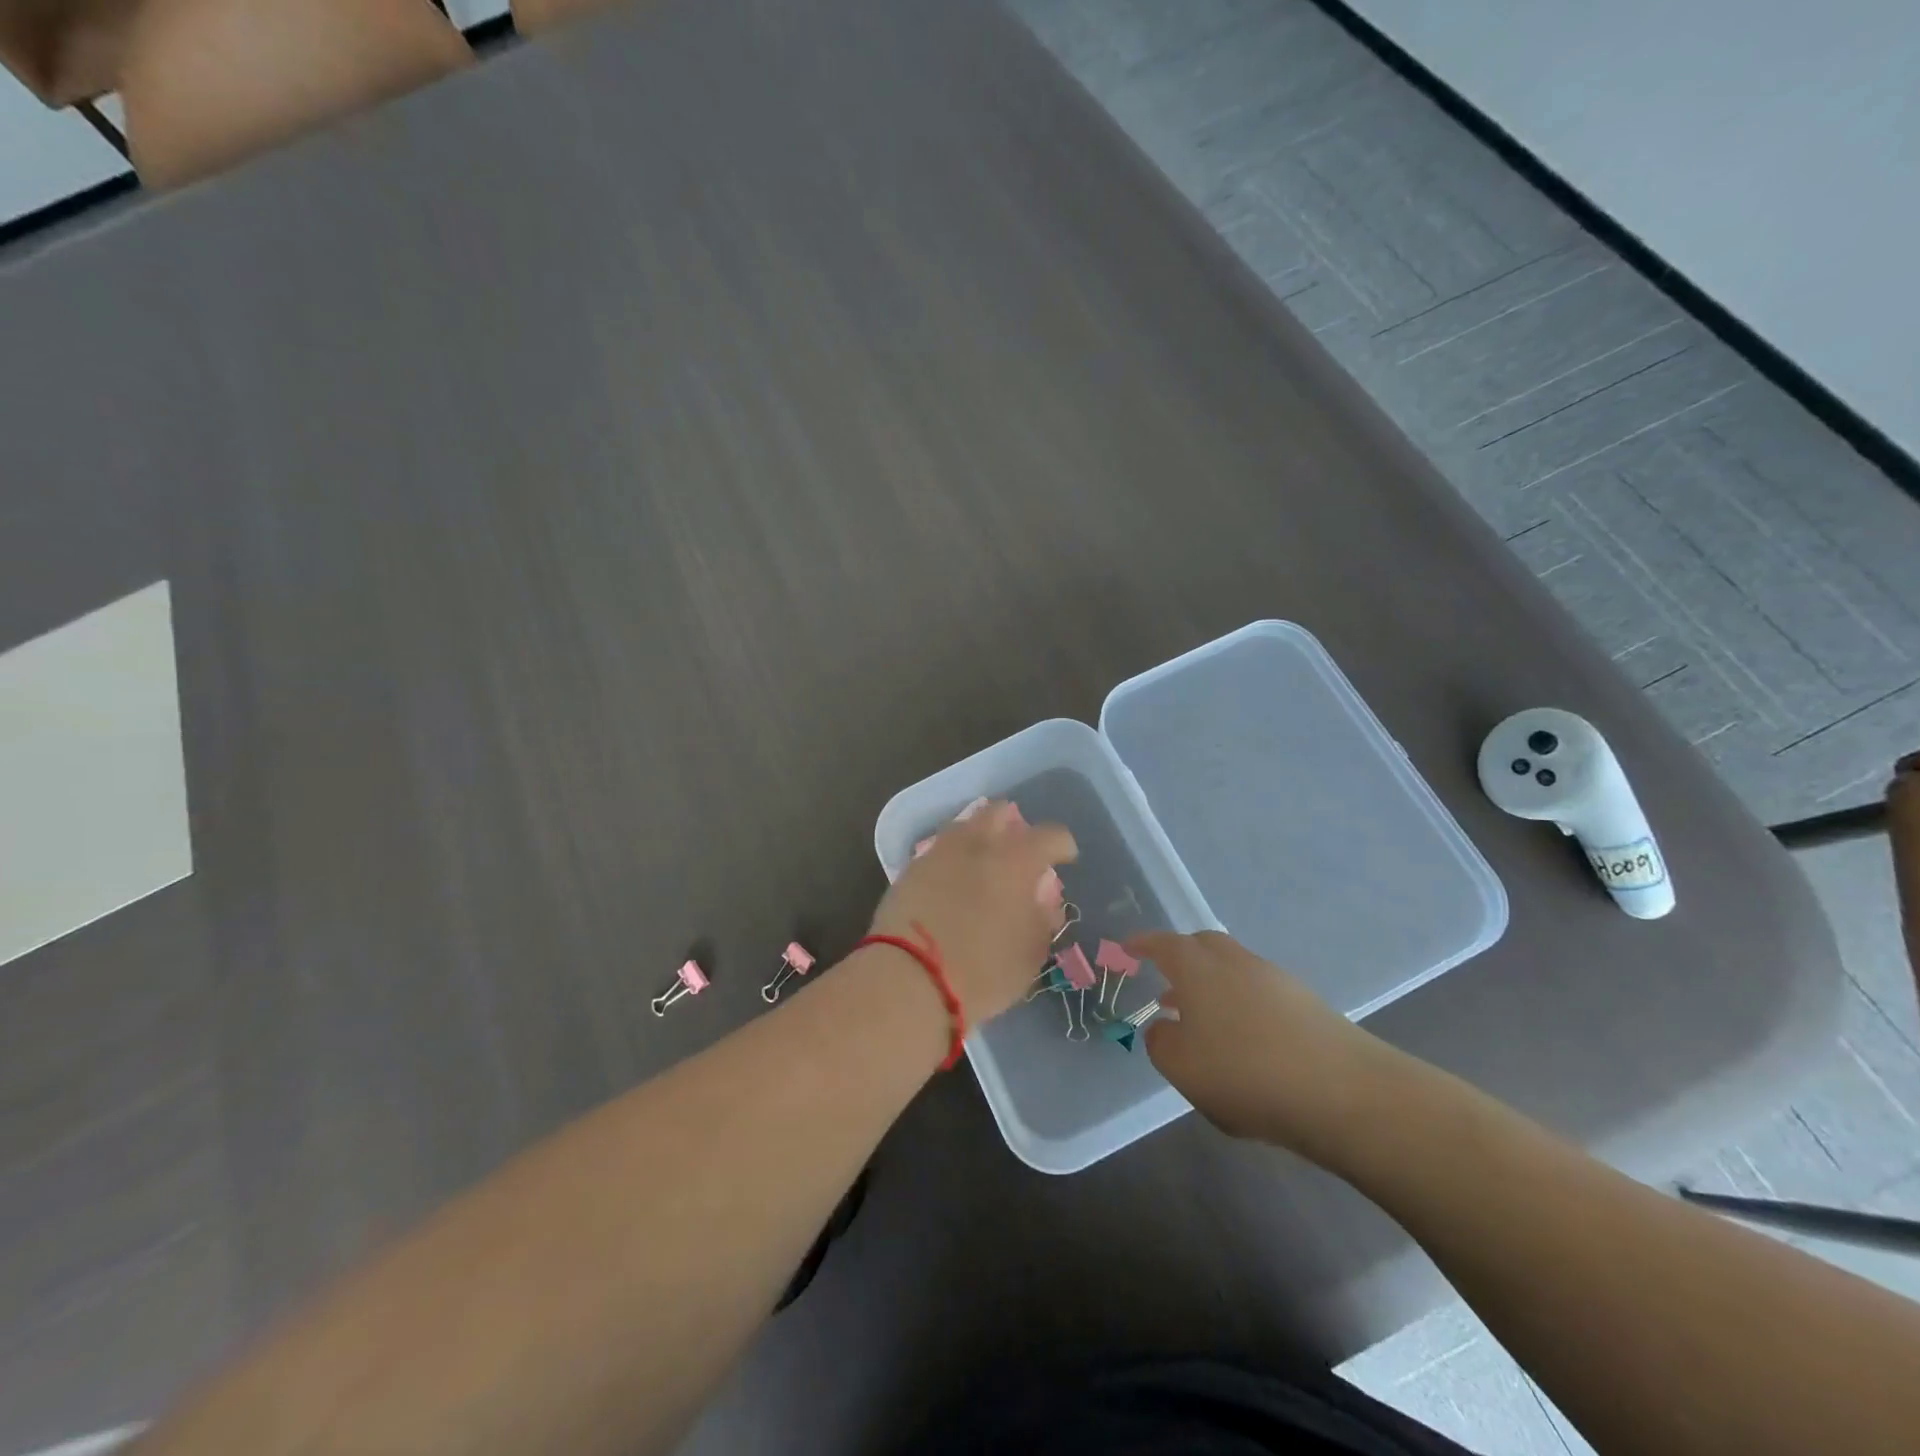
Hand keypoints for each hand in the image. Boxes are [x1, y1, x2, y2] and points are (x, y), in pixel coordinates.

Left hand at [869, 802, 1077, 1021]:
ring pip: (965, 826)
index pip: (1051, 835)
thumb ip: (1043, 919)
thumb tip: (1043, 900)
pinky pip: (940, 849)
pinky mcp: (911, 868)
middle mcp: (978, 843)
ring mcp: (940, 851)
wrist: (908, 979)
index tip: (1065, 859)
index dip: (1062, 846)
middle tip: (1019, 852)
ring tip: (984, 863)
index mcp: (1017, 860)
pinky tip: (954, 879)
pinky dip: (953, 857)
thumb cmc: (982, 971)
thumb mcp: (1030, 954)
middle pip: (999, 813)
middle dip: (1014, 826)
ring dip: (980, 837)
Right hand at [1134, 931, 1402, 1162]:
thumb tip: (1164, 1026)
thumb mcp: (1182, 1066)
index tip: (1129, 948)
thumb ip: (1161, 1042)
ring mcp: (1275, 979)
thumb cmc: (1245, 1072)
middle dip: (1181, 958)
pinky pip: (1259, 992)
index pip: (1163, 944)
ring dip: (1213, 986)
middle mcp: (1235, 961)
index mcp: (1197, 966)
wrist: (1344, 1092)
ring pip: (1233, 969)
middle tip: (1166, 982)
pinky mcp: (1307, 1004)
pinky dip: (1242, 1006)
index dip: (1143, 945)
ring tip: (1202, 1022)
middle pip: (1202, 946)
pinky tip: (1244, 1042)